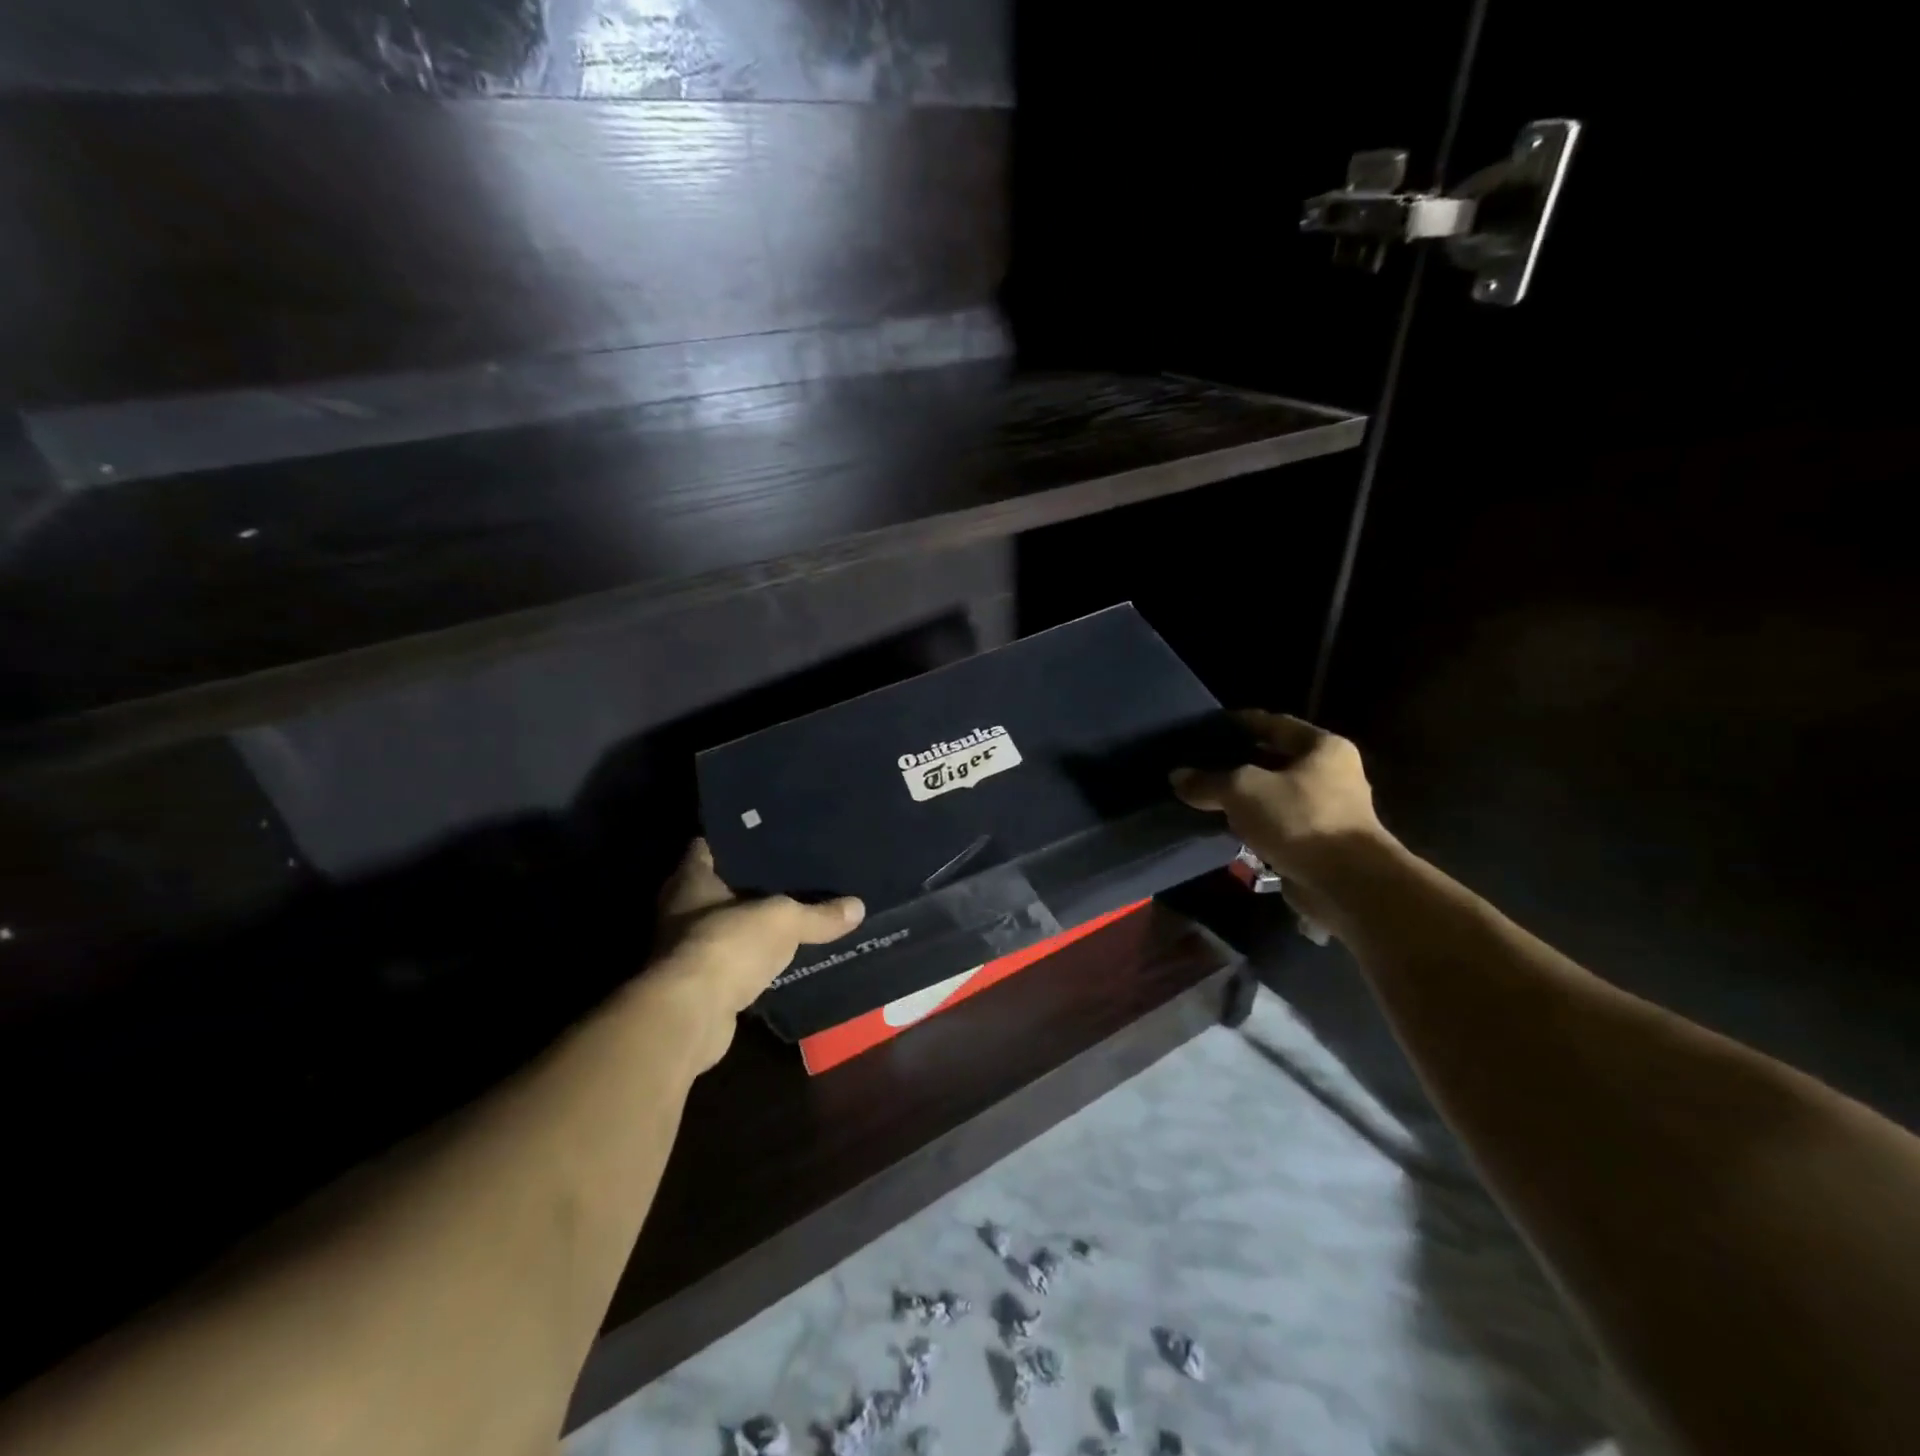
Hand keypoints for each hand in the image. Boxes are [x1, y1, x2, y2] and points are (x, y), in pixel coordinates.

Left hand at [642, 839, 864, 1070]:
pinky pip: (732, 961)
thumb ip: (818, 913)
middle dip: (750, 883)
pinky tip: (781, 955)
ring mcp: (687, 949)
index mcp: (691, 880)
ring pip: (726, 926)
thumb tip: (858, 907)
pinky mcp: (699, 984)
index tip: (768, 835)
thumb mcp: (784, 920)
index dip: (737, 840)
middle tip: (792, 873)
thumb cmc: (729, 943)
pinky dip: (751, 960)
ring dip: (750, 925)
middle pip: (719, 887)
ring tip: (793, 912)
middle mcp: (681, 910)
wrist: (693, 1014)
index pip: (709, 846)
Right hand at [1171, 711, 1390, 922]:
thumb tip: (1177, 776)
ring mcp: (1328, 810)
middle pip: (1275, 760)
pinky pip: (1278, 825)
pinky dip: (1254, 825)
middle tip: (1200, 763)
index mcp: (1323, 747)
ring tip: (1206, 796)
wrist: (1347, 884)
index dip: (1240, 723)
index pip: (1274, 724)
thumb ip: (1208, 780)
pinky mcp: (1319, 843)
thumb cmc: (1300, 819)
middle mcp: (1332, 773)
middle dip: (1238, 762)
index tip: (1209, 725)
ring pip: (1275, 795)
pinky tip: (1226, 828)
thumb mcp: (1243, 790)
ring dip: (1245, 798)